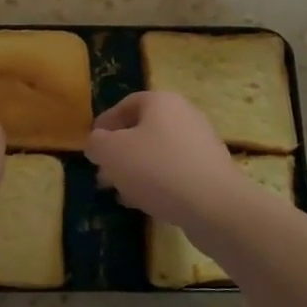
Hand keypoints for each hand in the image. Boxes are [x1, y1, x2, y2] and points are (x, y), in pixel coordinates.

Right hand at [86, 92, 262, 239]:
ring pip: (158, 152)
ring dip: (136, 170)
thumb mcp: (112, 152)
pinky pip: (175, 171)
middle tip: (103, 173)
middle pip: (143, 129)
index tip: (92, 146)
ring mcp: (201, 143)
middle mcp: (184, 115)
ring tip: (120, 192)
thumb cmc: (157, 168)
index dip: (105, 124)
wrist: (214, 205)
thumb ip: (97, 143)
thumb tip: (97, 143)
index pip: (126, 104)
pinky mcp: (211, 170)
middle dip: (120, 152)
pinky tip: (145, 203)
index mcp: (161, 101)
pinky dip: (157, 182)